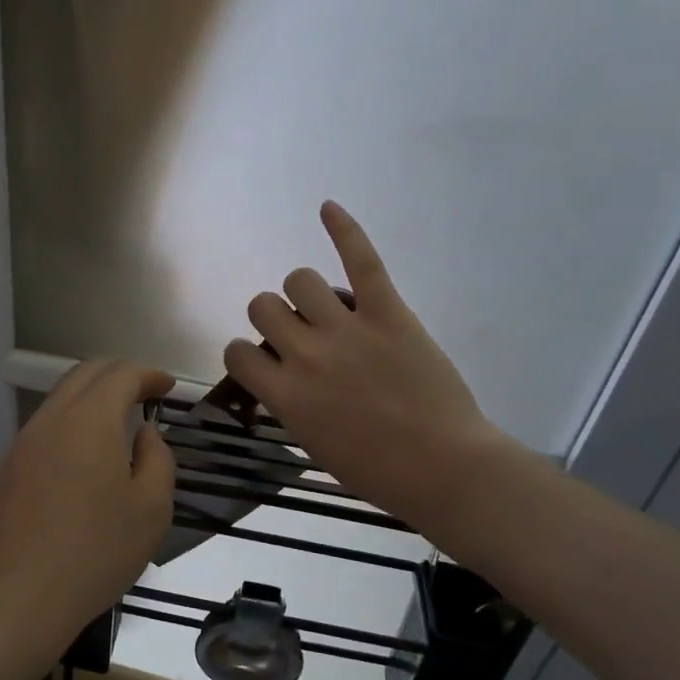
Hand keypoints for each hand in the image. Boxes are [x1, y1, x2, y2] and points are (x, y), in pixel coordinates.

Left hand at [0, 360, 175, 652]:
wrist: (19, 597)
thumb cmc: (96, 551)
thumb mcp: (151, 508)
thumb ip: (157, 458)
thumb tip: (144, 433)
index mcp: (90, 419)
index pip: (121, 374)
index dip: (149, 374)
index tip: (169, 387)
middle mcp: (52, 418)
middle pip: (86, 374)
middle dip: (120, 375)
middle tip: (147, 393)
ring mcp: (25, 442)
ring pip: (62, 397)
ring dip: (94, 396)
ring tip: (121, 421)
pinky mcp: (11, 467)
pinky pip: (47, 425)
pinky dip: (74, 420)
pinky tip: (89, 452)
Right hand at [223, 202, 517, 532]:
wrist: (444, 468)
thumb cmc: (377, 471)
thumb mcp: (313, 444)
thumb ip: (288, 403)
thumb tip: (281, 373)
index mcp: (284, 394)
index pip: (236, 352)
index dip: (247, 354)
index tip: (266, 363)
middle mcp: (304, 354)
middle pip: (263, 306)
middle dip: (274, 318)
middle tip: (300, 336)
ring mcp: (346, 329)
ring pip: (298, 279)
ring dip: (304, 292)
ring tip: (326, 307)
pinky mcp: (387, 313)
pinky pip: (360, 260)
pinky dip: (344, 230)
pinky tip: (327, 208)